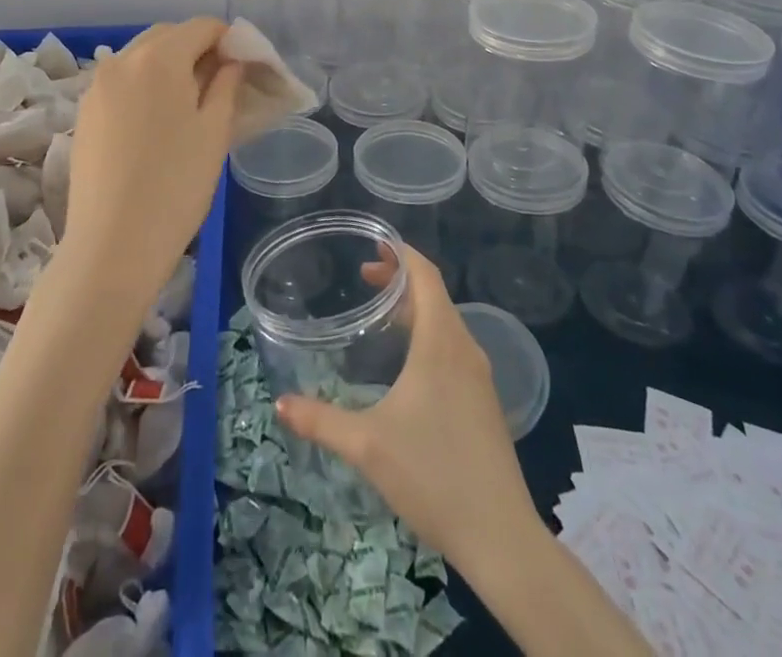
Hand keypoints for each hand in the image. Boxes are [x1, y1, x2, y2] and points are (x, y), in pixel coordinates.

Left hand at [63, 18, 242, 305]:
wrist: (113, 245)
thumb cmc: (177, 185)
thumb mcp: (214, 131)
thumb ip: (226, 84)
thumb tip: (231, 61)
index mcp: (158, 58)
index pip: (200, 27)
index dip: (228, 39)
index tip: (244, 66)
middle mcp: (121, 60)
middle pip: (167, 36)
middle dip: (196, 48)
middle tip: (220, 84)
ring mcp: (96, 87)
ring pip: (140, 57)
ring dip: (168, 66)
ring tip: (188, 104)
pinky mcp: (84, 113)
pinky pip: (121, 82)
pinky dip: (143, 86)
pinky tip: (156, 123)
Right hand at [276, 245, 538, 568]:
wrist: (501, 537)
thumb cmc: (433, 475)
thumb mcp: (367, 445)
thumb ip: (321, 421)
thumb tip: (280, 404)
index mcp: (441, 342)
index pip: (426, 275)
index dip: (401, 254)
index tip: (373, 245)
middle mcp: (464, 348)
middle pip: (434, 294)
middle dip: (400, 279)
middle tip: (363, 278)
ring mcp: (478, 377)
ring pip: (445, 322)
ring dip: (414, 308)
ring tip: (380, 315)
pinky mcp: (483, 402)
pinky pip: (453, 347)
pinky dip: (427, 335)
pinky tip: (406, 364)